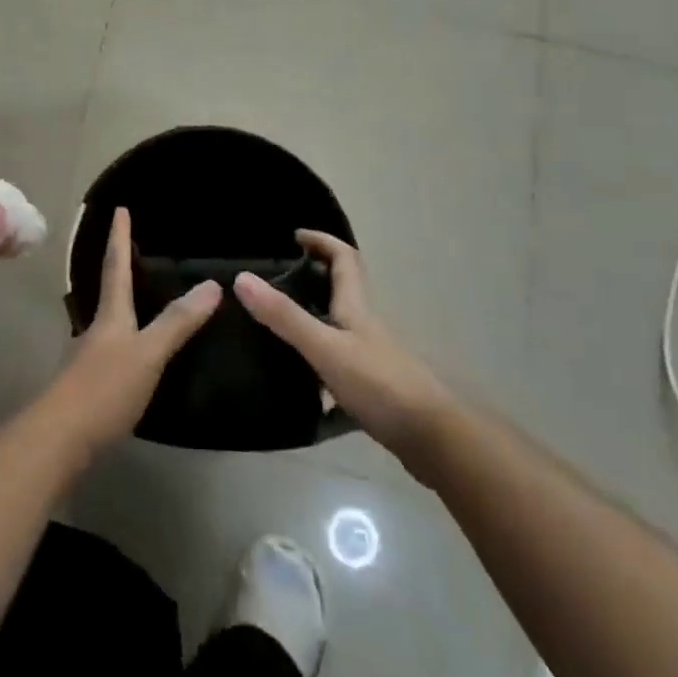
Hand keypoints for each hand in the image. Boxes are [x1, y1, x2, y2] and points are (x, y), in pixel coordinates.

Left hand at [42, 207, 221, 454]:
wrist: (60, 439)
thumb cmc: (104, 388)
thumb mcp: (148, 353)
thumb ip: (178, 323)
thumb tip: (212, 285)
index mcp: (110, 314)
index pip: (115, 265)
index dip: (120, 237)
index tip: (120, 209)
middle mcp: (97, 328)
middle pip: (109, 290)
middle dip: (119, 267)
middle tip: (134, 249)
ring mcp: (90, 357)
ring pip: (110, 320)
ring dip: (124, 304)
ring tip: (143, 298)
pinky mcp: (91, 385)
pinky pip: (113, 348)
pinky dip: (127, 338)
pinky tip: (137, 352)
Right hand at [235, 230, 447, 455]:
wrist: (435, 440)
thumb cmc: (380, 384)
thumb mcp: (325, 347)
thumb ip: (284, 316)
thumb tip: (242, 278)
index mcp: (355, 308)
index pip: (344, 259)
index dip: (322, 241)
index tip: (295, 236)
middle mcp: (365, 327)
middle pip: (342, 291)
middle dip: (313, 278)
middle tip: (276, 281)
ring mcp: (372, 359)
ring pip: (340, 328)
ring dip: (314, 320)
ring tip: (276, 328)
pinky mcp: (374, 390)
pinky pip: (341, 366)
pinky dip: (320, 367)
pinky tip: (301, 388)